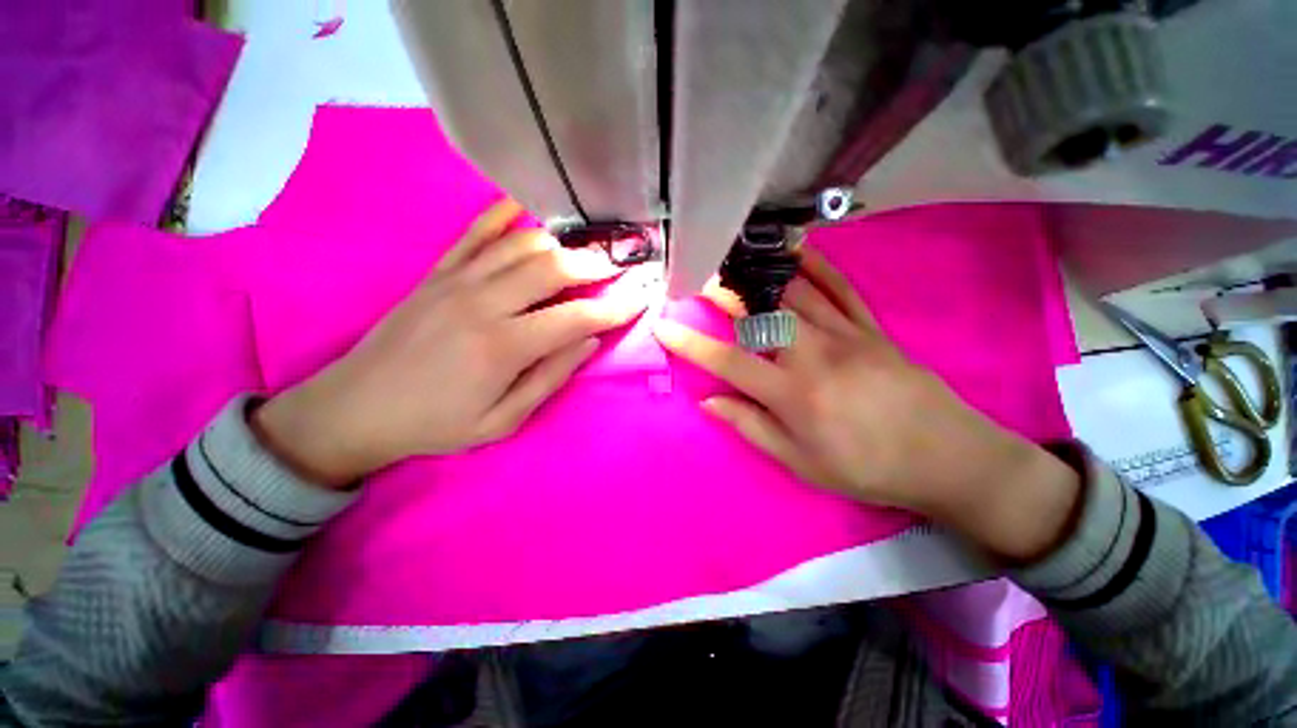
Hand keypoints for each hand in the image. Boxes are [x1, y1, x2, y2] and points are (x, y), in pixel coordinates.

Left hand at [253, 200, 648, 486]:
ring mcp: (457, 280)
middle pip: (553, 267)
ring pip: (521, 244)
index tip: (641, 297)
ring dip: (561, 243)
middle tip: (617, 268)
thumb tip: (589, 341)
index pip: (576, 317)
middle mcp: (484, 303)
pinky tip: (526, 209)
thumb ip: (550, 377)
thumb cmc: (437, 424)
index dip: (615, 307)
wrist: (356, 408)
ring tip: (584, 251)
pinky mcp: (437, 272)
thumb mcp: (503, 421)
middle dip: (594, 265)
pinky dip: (503, 215)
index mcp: (503, 346)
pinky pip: (476, 232)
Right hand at [653, 248, 1079, 560]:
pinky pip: (841, 288)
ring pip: (795, 294)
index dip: (690, 344)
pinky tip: (796, 251)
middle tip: (700, 280)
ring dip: (759, 276)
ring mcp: (846, 335)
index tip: (663, 326)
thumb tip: (710, 402)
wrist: (947, 458)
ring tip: (735, 262)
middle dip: (725, 295)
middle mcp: (815, 355)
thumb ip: (751, 427)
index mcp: (793, 394)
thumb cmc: (867, 468)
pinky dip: (816, 266)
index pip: (728, 362)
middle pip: (760, 314)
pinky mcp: (872, 327)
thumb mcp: (801, 462)